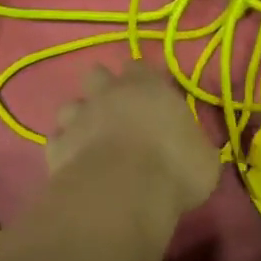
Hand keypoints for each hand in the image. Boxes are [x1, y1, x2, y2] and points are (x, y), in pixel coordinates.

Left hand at [48, 61, 220, 215]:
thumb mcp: (204, 159)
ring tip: (92, 139)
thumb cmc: (174, 168)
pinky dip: (65, 150)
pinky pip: (57, 141)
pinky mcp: (56, 148)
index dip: (142, 78)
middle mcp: (108, 95)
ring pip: (70, 107)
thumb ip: (193, 144)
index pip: (139, 66)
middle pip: (96, 75)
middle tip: (117, 112)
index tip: (150, 94)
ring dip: (80, 119)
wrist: (123, 193)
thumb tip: (193, 149)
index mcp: (148, 87)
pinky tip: (76, 164)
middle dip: (103, 88)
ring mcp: (77, 120)